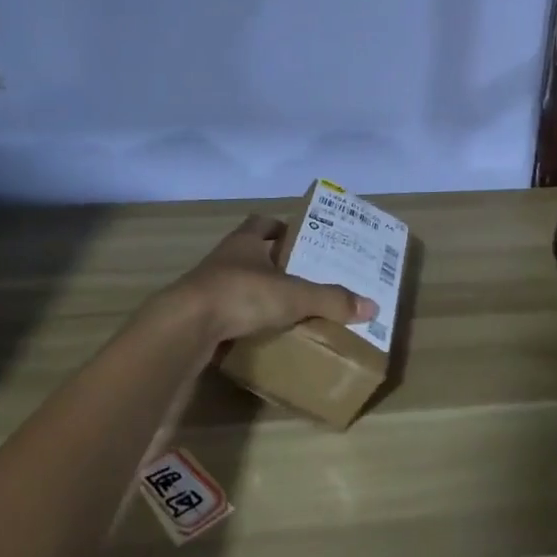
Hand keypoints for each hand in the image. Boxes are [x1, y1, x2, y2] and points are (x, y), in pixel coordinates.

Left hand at [166, 215, 376, 345]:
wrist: (184, 327)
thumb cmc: (241, 294)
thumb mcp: (293, 296)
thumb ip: (331, 300)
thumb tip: (372, 306)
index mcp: (245, 241)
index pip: (263, 223)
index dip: (281, 228)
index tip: (301, 240)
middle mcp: (224, 258)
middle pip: (250, 252)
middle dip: (273, 263)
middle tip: (301, 277)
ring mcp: (206, 287)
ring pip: (237, 282)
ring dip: (256, 292)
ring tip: (284, 308)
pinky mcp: (197, 316)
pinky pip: (225, 312)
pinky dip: (241, 319)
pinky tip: (258, 333)